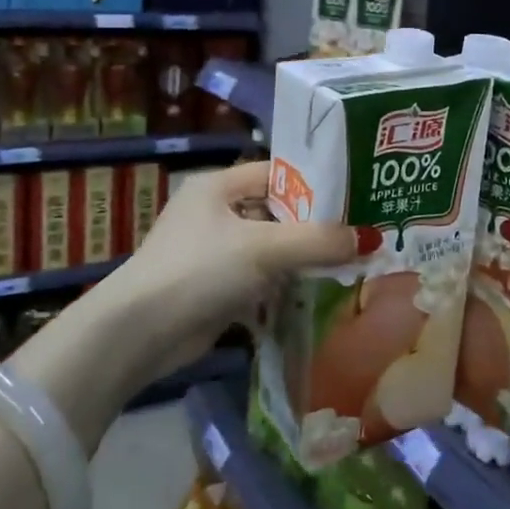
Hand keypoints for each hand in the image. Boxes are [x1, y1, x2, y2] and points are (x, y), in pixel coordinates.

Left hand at [107, 160, 354, 377]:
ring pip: (271, 247)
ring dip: (302, 259)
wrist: (138, 334)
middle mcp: (216, 212)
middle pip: (278, 212)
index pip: (278, 173)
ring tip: (350, 263)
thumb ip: (319, 241)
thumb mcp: (264, 248)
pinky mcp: (215, 287)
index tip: (356, 198)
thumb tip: (371, 239)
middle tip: (361, 235)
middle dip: (315, 226)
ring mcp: (214, 251)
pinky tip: (318, 293)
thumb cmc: (199, 270)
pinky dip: (285, 285)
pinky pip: (260, 278)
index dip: (317, 184)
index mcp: (218, 186)